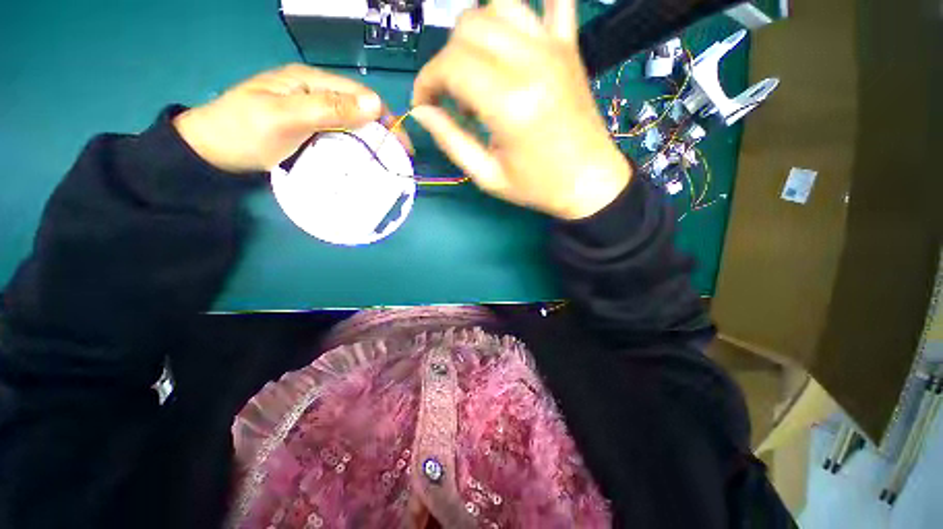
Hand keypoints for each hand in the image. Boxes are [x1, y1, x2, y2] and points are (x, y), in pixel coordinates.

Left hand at [174, 64, 408, 172]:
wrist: (211, 151)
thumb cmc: (244, 132)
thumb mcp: (285, 117)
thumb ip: (329, 108)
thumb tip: (375, 104)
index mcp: (311, 82)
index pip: (361, 94)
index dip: (386, 118)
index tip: (403, 148)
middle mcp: (316, 93)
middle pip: (360, 108)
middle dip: (384, 132)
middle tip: (399, 160)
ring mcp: (313, 111)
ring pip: (353, 123)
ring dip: (372, 141)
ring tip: (386, 162)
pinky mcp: (310, 128)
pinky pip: (341, 135)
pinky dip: (356, 147)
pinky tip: (363, 160)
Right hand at [411, 0, 630, 219]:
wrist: (589, 183)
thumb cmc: (537, 186)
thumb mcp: (487, 176)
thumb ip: (450, 140)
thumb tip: (422, 111)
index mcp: (509, 103)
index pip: (450, 64)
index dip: (426, 81)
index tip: (425, 104)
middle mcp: (531, 63)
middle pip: (468, 26)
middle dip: (447, 59)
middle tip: (453, 97)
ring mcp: (554, 48)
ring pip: (499, 5)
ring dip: (476, 33)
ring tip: (479, 71)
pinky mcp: (569, 46)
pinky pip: (555, 0)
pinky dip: (533, 4)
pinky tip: (518, 29)